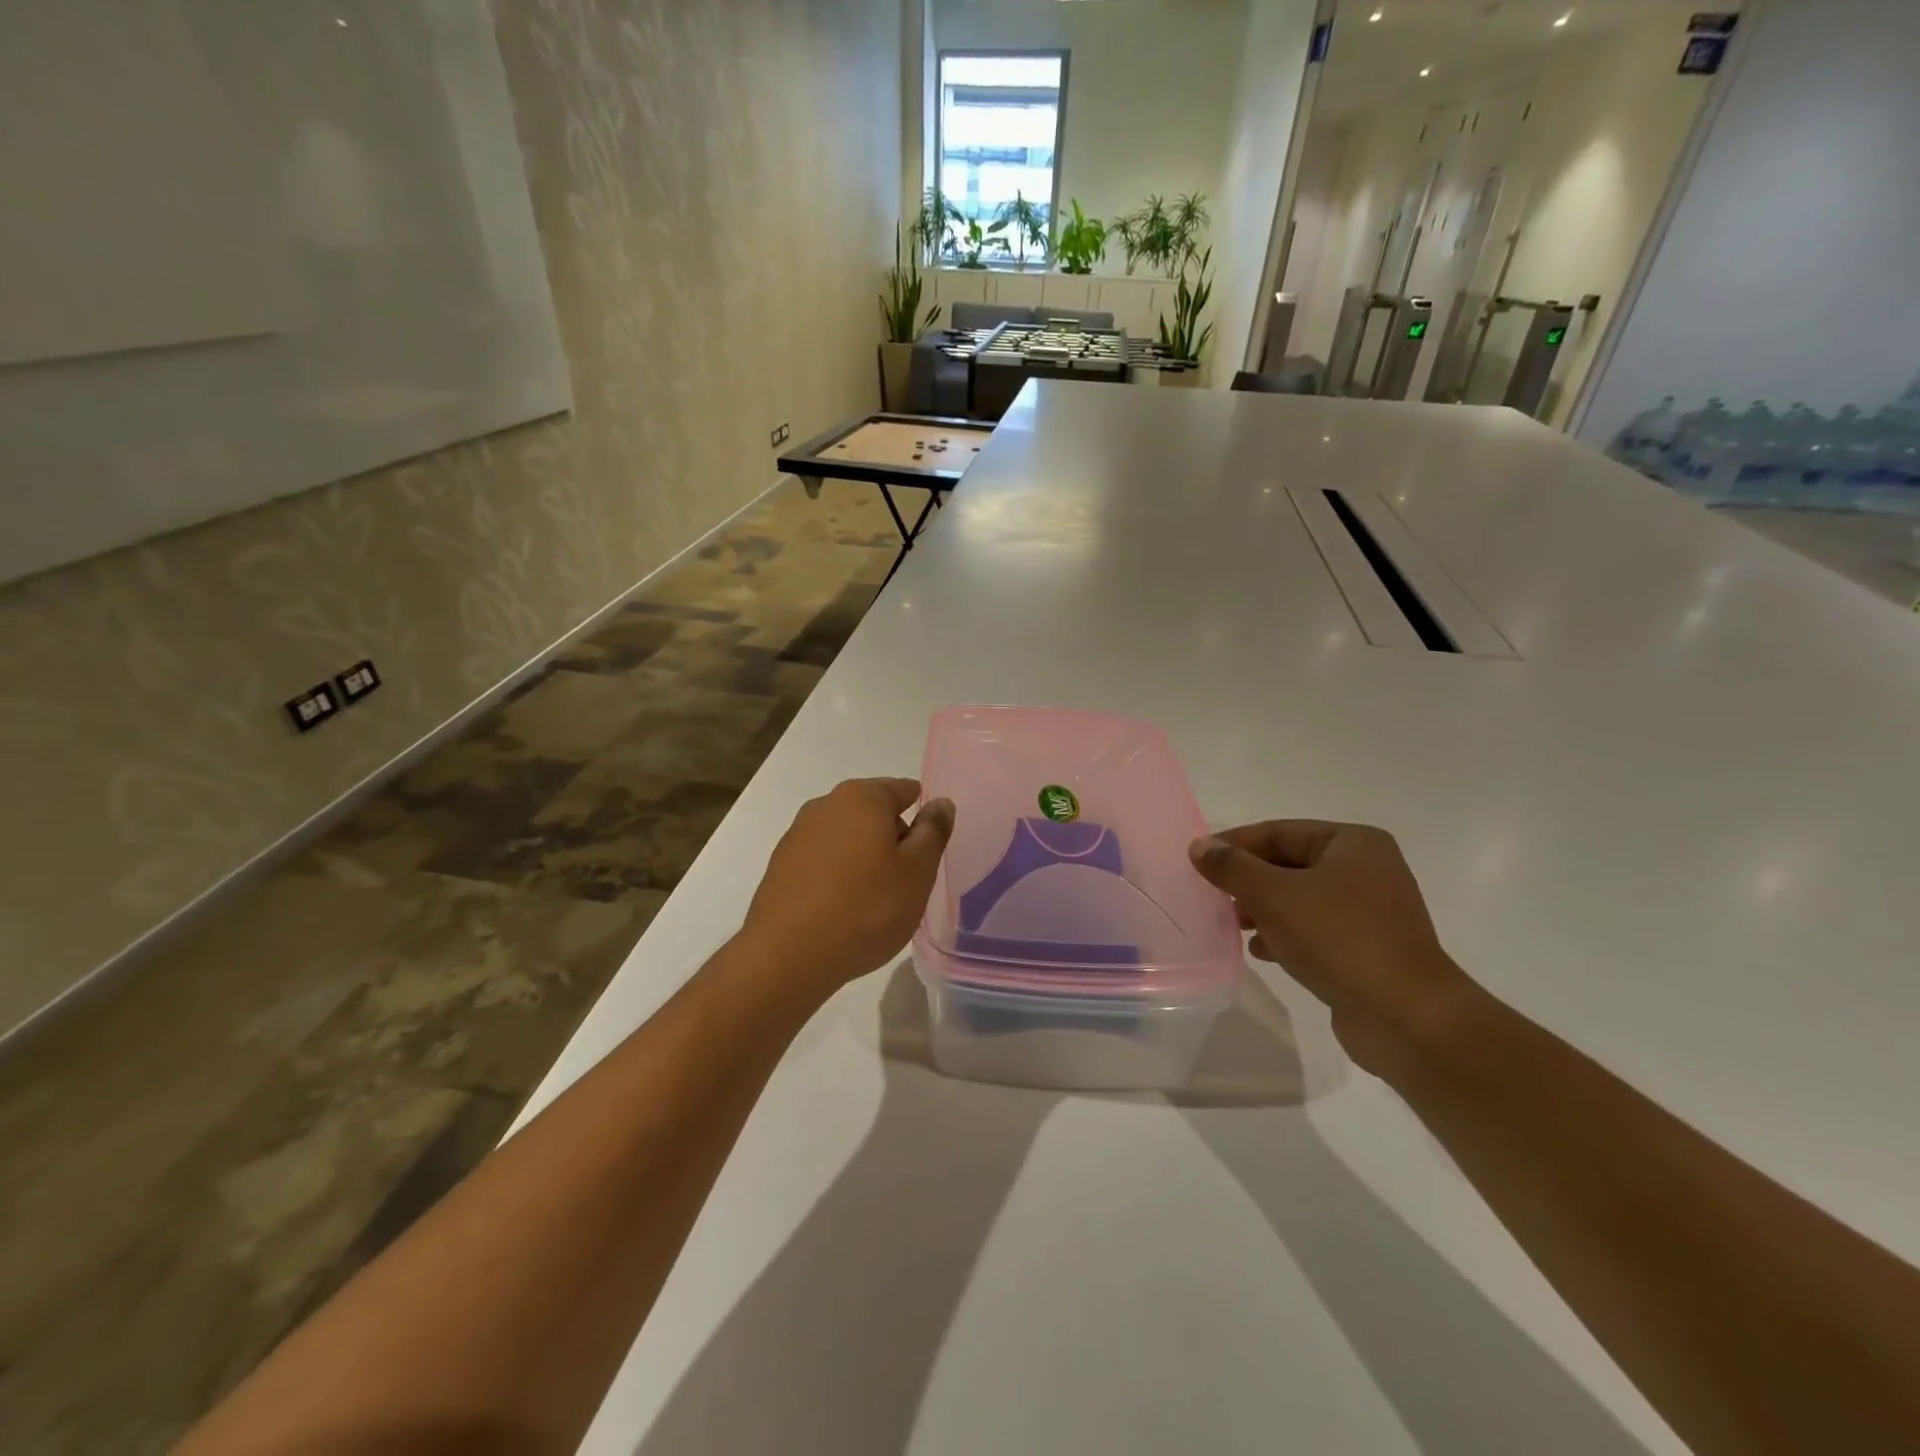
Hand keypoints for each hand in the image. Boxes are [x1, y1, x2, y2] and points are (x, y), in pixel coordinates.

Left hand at [739, 778, 954, 1001]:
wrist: (789, 954)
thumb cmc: (867, 907)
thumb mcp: (918, 871)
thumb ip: (933, 831)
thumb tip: (940, 802)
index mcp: (862, 797)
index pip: (903, 790)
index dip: (922, 815)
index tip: (929, 848)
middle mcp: (825, 805)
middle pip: (872, 812)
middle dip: (892, 838)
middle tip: (907, 879)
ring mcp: (797, 835)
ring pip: (845, 838)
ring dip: (863, 858)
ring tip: (875, 899)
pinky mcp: (780, 867)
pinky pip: (822, 861)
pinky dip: (837, 875)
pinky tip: (843, 908)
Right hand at [1189, 821, 1474, 1073]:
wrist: (1406, 1017)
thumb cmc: (1339, 939)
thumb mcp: (1275, 895)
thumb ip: (1233, 867)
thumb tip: (1199, 846)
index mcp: (1354, 844)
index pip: (1280, 832)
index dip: (1236, 844)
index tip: (1199, 861)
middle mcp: (1367, 871)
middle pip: (1289, 864)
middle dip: (1248, 880)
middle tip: (1213, 895)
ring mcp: (1370, 913)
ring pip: (1300, 899)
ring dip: (1263, 909)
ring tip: (1232, 924)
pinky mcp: (1367, 950)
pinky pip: (1314, 931)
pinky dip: (1285, 935)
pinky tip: (1260, 951)